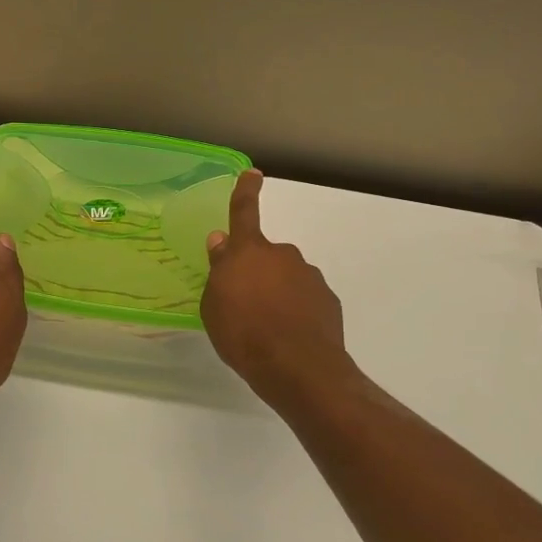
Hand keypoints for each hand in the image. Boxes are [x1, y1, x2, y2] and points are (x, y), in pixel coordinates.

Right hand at [201, 169, 352, 409]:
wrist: (298, 368)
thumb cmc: (243, 335)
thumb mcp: (214, 306)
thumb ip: (219, 271)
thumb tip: (221, 242)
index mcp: (249, 253)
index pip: (243, 212)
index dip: (245, 191)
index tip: (254, 173)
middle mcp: (282, 255)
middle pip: (265, 256)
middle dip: (256, 272)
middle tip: (244, 305)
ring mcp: (309, 276)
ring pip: (286, 278)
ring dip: (277, 293)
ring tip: (267, 328)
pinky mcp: (328, 300)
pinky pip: (305, 298)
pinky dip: (296, 311)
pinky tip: (289, 336)